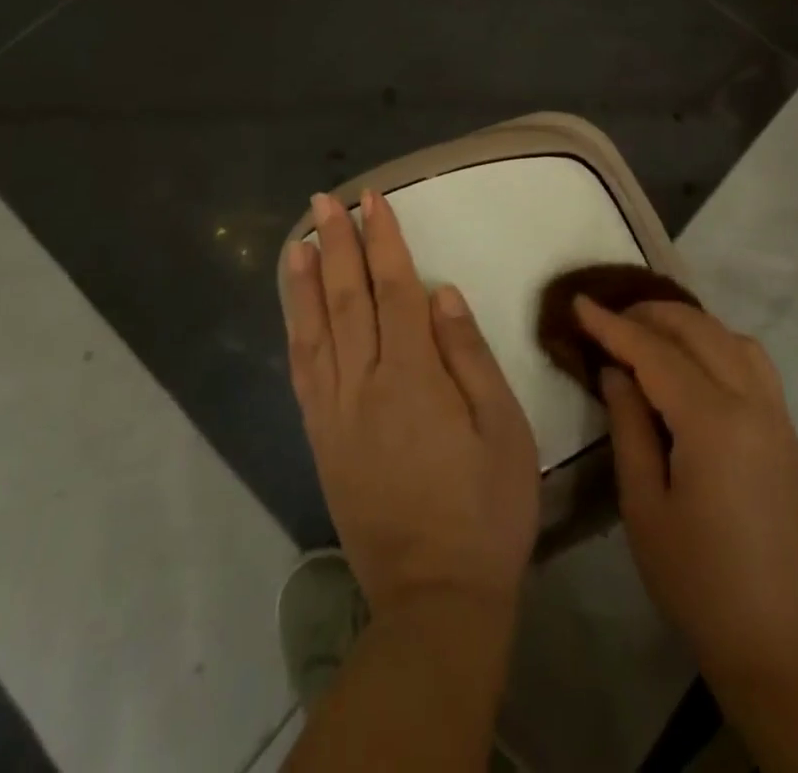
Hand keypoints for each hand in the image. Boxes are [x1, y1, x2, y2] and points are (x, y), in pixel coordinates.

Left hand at [282, 190, 539, 617]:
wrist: (434, 598)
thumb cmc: (486, 508)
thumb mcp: (502, 428)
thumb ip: (468, 354)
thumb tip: (441, 291)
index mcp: (412, 376)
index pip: (395, 288)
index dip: (383, 240)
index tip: (373, 200)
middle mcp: (364, 384)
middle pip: (348, 298)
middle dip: (337, 244)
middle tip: (326, 201)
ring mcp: (335, 413)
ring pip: (314, 330)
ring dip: (305, 280)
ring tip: (299, 240)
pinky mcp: (322, 440)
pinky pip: (303, 372)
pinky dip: (296, 331)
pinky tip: (295, 310)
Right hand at [574, 296, 797, 688]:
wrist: (782, 643)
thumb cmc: (699, 582)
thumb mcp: (644, 507)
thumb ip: (628, 427)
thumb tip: (616, 371)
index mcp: (713, 422)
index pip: (655, 353)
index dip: (613, 325)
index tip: (579, 302)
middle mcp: (751, 401)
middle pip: (698, 330)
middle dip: (649, 314)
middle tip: (608, 318)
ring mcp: (776, 412)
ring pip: (730, 336)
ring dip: (687, 324)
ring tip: (648, 333)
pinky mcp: (786, 428)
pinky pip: (752, 360)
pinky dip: (717, 342)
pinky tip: (693, 361)